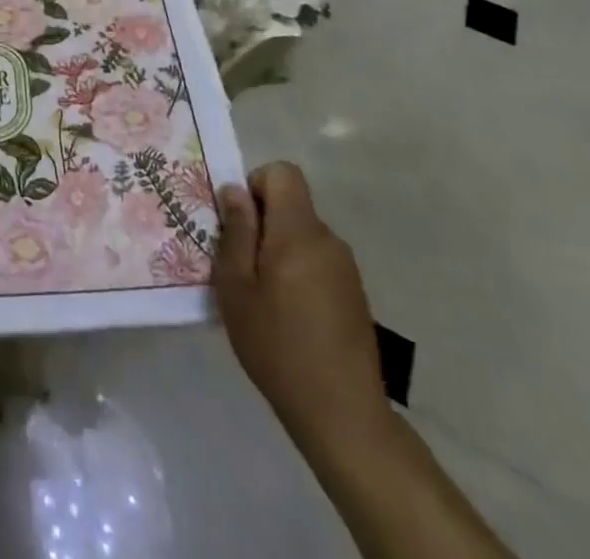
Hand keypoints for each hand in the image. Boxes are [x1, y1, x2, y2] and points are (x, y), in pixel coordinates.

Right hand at [214, 162, 388, 458]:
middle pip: (292, 206)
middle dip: (263, 223)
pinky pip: (318, 262)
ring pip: (303, 236)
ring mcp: (346, 268)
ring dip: (280, 250)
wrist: (343, 414)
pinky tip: (289, 316)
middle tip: (241, 266)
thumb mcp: (237, 287)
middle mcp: (328, 240)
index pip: (283, 173)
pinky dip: (299, 273)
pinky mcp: (354, 295)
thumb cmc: (278, 345)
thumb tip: (235, 190)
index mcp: (298, 231)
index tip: (240, 223)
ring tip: (263, 296)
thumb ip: (236, 232)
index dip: (256, 185)